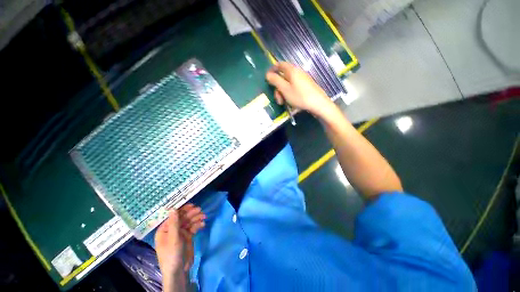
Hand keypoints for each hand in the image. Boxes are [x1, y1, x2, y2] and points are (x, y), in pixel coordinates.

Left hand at [178, 204, 205, 270]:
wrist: (179, 271)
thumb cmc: (172, 255)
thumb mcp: (173, 238)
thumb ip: (174, 223)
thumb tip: (173, 208)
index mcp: (165, 229)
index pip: (174, 216)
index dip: (182, 210)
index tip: (192, 205)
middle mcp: (172, 229)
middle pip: (183, 218)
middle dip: (191, 214)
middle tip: (200, 210)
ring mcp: (180, 233)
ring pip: (189, 222)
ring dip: (196, 218)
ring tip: (204, 217)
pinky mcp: (187, 236)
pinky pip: (193, 228)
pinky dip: (198, 225)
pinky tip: (203, 224)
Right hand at [265, 62, 333, 116]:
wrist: (318, 104)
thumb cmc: (300, 96)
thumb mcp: (285, 89)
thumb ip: (275, 80)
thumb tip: (267, 74)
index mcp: (292, 70)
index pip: (279, 65)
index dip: (272, 70)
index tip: (267, 79)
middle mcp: (297, 72)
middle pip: (283, 77)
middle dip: (278, 88)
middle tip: (278, 99)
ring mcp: (302, 79)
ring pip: (288, 84)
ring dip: (283, 93)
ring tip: (283, 103)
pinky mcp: (305, 86)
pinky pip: (294, 87)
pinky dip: (289, 94)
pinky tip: (290, 102)